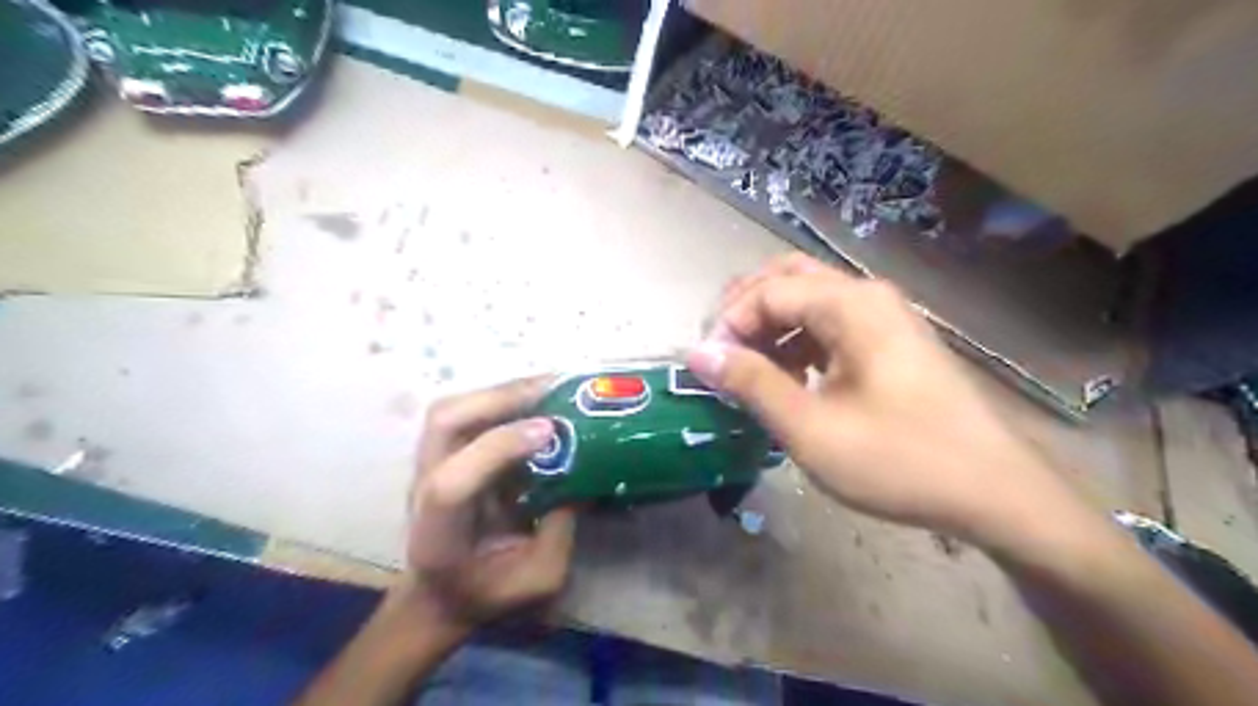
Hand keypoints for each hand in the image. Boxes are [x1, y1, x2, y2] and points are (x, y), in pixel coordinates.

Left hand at [401, 377, 576, 637]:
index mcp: (441, 532)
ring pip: (450, 408)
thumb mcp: (538, 578)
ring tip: (547, 387)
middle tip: (554, 389)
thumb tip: (581, 475)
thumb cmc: (487, 591)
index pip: (452, 483)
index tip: (549, 431)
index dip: (498, 448)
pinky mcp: (442, 452)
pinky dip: (499, 397)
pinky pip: (464, 410)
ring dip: (500, 391)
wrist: (439, 593)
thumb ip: (559, 530)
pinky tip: (534, 397)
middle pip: (443, 423)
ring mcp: (428, 464)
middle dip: (499, 398)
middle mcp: (424, 488)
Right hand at [688, 253, 1081, 545]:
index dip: (728, 324)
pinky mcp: (890, 343)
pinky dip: (797, 343)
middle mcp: (867, 296)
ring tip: (748, 370)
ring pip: (808, 301)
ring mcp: (883, 318)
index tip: (706, 367)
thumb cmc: (899, 460)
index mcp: (850, 305)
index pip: (767, 291)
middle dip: (745, 310)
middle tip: (721, 352)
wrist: (994, 492)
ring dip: (770, 326)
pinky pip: (830, 326)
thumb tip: (698, 352)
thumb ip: (751, 383)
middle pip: (788, 279)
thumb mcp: (810, 427)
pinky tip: (789, 378)